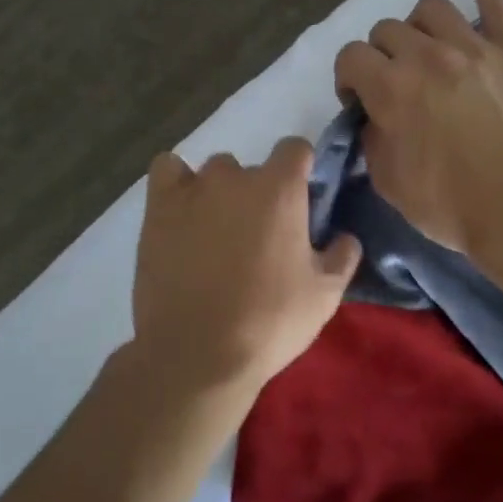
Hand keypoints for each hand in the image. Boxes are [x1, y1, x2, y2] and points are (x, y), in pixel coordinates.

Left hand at [131, 138, 361, 413]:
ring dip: (221, 193)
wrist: (197, 353)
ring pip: (213, 173)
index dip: (301, 170)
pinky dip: (177, 183)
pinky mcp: (157, 209)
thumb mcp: (325, 295)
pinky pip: (167, 171)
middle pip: (253, 168)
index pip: (295, 148)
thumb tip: (345, 237)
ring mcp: (192, 190)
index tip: (301, 202)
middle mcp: (235, 178)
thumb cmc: (269, 322)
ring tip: (218, 233)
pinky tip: (183, 211)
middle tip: (260, 238)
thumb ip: (342, 256)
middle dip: (260, 195)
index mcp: (280, 190)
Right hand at [333, 0, 502, 257]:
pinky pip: (498, 2)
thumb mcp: (389, 182)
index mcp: (391, 88)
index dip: (348, 79)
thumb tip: (375, 116)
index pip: (350, 57)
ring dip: (418, 26)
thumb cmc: (450, 206)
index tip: (359, 102)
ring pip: (432, 8)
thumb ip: (372, 138)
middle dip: (380, 55)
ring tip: (426, 49)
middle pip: (387, 29)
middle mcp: (428, 56)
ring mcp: (475, 49)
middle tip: (394, 85)